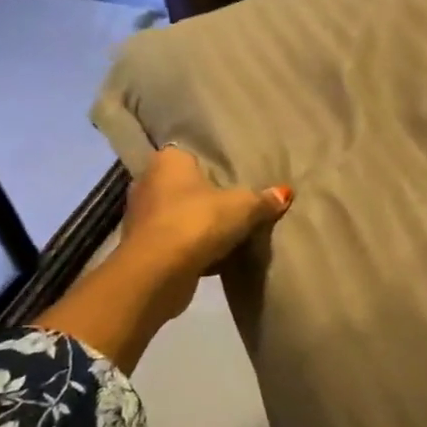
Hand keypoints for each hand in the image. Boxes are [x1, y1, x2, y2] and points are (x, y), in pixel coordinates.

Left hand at [117, 146, 291, 314]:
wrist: (156, 274)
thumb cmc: (196, 223)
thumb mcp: (242, 207)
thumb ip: (263, 199)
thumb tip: (285, 193)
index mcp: (167, 161)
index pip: (190, 152)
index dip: (213, 161)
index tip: (234, 171)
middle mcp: (148, 182)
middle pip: (185, 185)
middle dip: (207, 194)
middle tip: (238, 199)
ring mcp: (142, 217)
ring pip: (180, 214)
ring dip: (199, 224)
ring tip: (230, 229)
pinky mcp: (144, 248)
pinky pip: (176, 241)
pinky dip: (193, 247)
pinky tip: (217, 256)